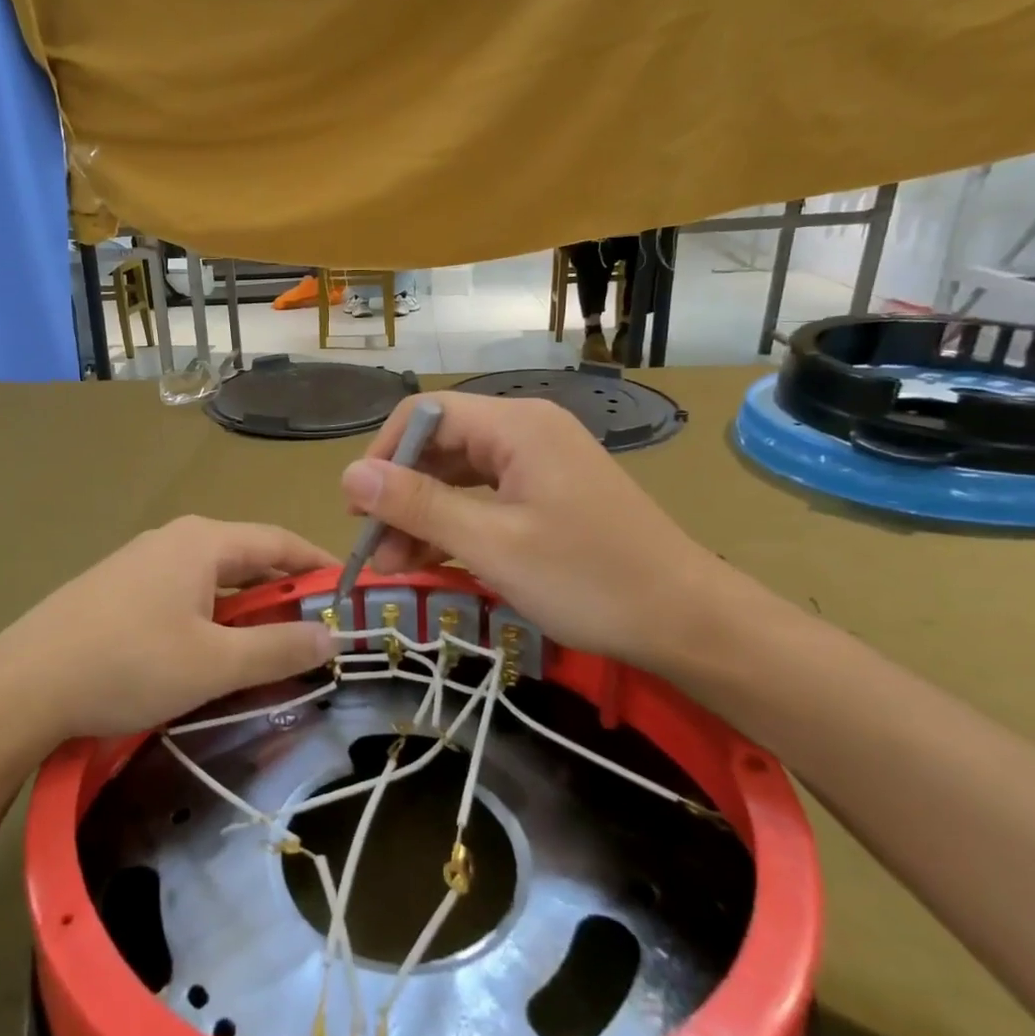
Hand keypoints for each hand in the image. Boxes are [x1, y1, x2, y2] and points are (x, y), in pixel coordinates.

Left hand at [0, 516, 337, 743]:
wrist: (21, 686)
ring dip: (245, 611)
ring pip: (212, 581)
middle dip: (282, 594)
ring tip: (264, 651)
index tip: (350, 594)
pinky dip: (209, 619)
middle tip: (312, 633)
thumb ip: (278, 648)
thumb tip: (329, 637)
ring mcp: (139, 562)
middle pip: (246, 559)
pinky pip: (181, 595)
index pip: (279, 541)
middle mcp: (173, 540)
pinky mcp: (115, 590)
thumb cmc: (128, 665)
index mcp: (202, 541)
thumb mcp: (214, 663)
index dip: (318, 566)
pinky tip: (204, 654)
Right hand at [339, 393, 732, 670]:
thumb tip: (348, 475)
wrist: (686, 620)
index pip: (425, 415)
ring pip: (459, 477)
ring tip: (395, 567)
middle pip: (440, 446)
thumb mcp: (493, 545)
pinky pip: (485, 498)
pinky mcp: (549, 495)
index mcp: (516, 426)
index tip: (359, 510)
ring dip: (424, 517)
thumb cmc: (589, 579)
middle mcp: (526, 432)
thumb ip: (418, 505)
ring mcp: (541, 464)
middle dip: (400, 495)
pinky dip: (456, 526)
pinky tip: (433, 562)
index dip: (382, 455)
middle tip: (374, 550)